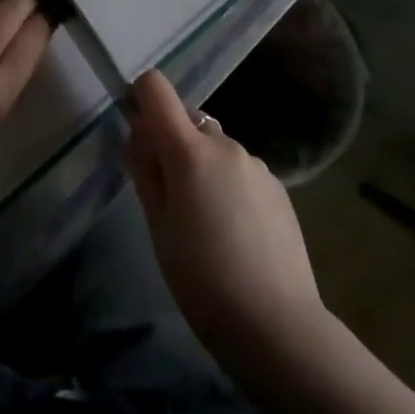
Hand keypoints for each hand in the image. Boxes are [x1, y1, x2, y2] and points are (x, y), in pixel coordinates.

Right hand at [126, 70, 325, 363]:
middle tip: (167, 197)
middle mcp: (225, 144)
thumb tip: (138, 134)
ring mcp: (256, 163)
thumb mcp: (158, 227)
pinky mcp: (277, 186)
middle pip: (187, 120)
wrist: (277, 325)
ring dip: (201, 166)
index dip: (140, 99)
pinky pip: (240, 170)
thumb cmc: (203, 279)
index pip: (156, 88)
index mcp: (190, 149)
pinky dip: (228, 185)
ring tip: (204, 222)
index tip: (136, 134)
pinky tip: (234, 232)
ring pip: (215, 147)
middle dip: (171, 143)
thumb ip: (146, 171)